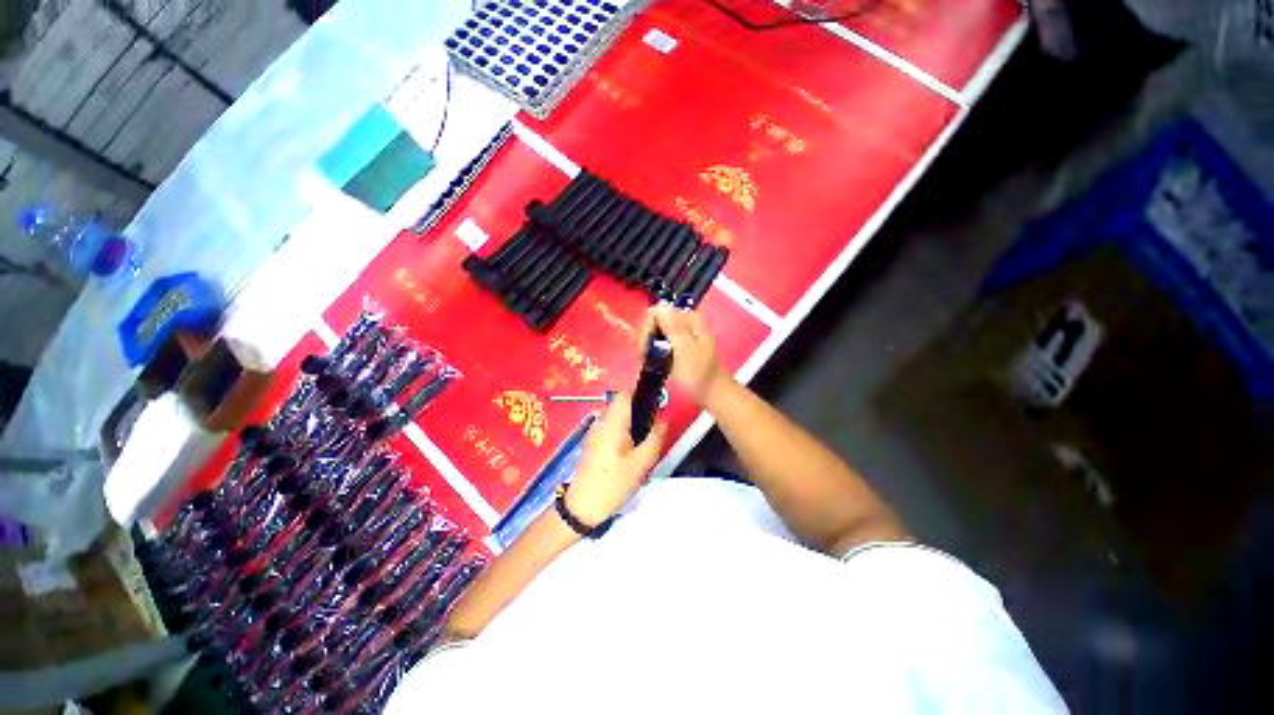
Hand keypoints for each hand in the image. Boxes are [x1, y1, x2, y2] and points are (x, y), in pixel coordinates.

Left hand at [566, 391, 666, 525]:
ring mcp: (595, 433)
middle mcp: (602, 422)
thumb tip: (663, 419)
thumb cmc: (613, 483)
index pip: (625, 394)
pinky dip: (623, 436)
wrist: (583, 507)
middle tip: (650, 435)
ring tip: (641, 448)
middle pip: (622, 406)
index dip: (641, 396)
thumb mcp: (642, 463)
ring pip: (618, 419)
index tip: (653, 410)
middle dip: (639, 415)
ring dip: (631, 427)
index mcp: (613, 422)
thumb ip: (655, 437)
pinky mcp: (593, 444)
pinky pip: (611, 430)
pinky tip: (629, 457)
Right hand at [640, 302, 729, 404]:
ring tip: (645, 358)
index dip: (647, 329)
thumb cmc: (698, 374)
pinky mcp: (676, 343)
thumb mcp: (684, 349)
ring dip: (647, 342)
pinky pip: (658, 338)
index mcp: (688, 318)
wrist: (710, 393)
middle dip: (646, 336)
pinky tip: (649, 358)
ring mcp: (680, 332)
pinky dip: (652, 347)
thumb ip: (673, 326)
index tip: (644, 348)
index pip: (656, 312)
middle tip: (643, 355)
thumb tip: (660, 305)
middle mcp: (684, 320)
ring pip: (654, 329)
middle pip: (654, 319)